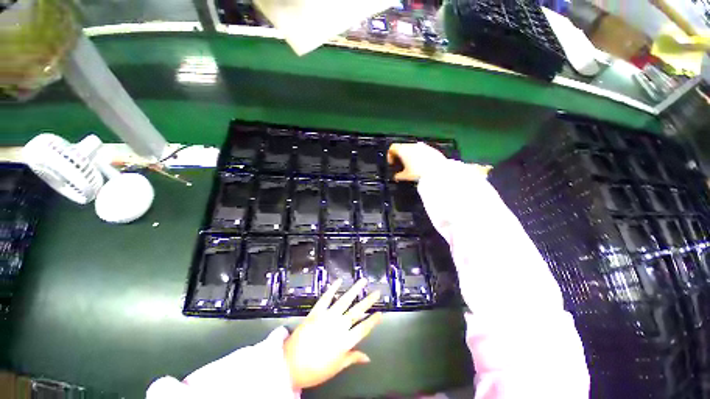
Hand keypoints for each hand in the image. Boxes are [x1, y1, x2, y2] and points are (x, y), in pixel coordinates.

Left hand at [284, 278, 382, 389]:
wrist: (289, 365)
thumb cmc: (314, 370)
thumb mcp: (336, 368)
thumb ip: (352, 359)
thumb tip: (368, 358)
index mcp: (344, 342)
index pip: (363, 329)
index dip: (372, 321)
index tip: (381, 313)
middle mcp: (338, 327)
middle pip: (356, 312)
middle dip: (368, 301)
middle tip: (377, 292)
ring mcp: (327, 317)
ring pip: (344, 301)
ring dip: (354, 290)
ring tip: (362, 281)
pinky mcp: (316, 312)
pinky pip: (325, 298)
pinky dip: (332, 289)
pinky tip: (339, 281)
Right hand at [387, 142, 445, 181]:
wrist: (438, 171)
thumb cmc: (419, 172)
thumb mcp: (405, 176)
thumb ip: (398, 176)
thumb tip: (395, 177)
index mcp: (403, 150)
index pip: (392, 148)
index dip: (389, 156)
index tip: (391, 163)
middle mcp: (412, 145)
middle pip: (402, 147)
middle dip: (400, 156)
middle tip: (400, 165)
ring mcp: (422, 146)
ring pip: (412, 149)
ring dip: (409, 155)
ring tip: (411, 166)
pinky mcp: (431, 149)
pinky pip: (421, 151)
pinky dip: (418, 156)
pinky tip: (421, 165)